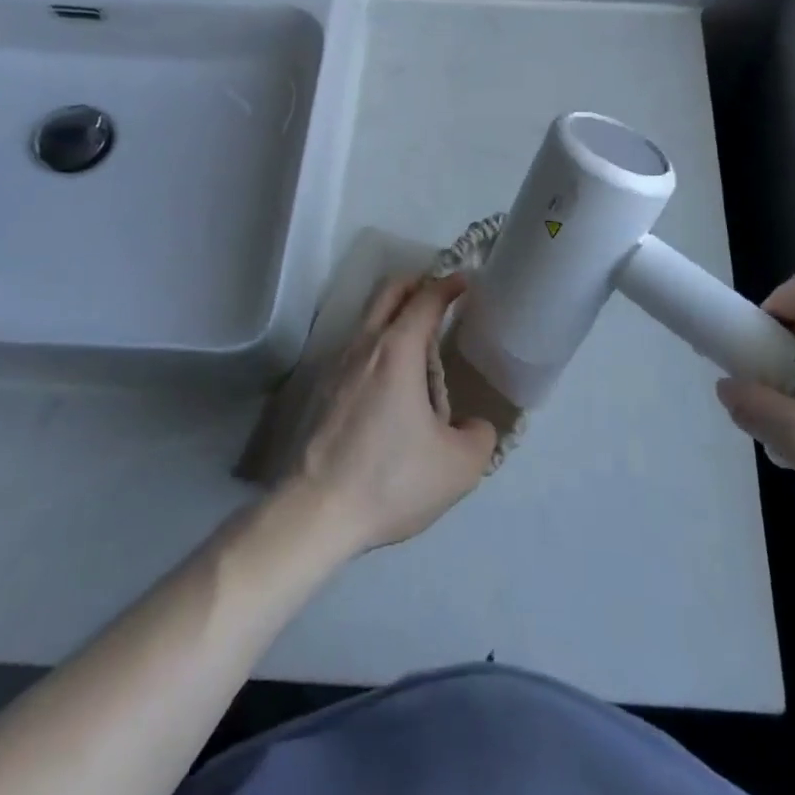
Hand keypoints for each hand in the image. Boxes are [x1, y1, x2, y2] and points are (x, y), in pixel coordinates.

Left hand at [284, 274, 497, 554]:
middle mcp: (365, 345)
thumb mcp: (459, 467)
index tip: (466, 281)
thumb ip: (480, 437)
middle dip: (417, 283)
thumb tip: (474, 426)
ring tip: (423, 347)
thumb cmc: (391, 480)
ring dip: (396, 317)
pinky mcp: (322, 391)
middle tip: (442, 295)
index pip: (426, 297)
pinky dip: (380, 347)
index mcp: (398, 350)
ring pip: (370, 320)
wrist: (314, 513)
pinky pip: (358, 350)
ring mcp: (337, 366)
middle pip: (390, 292)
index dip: (449, 284)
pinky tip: (394, 384)